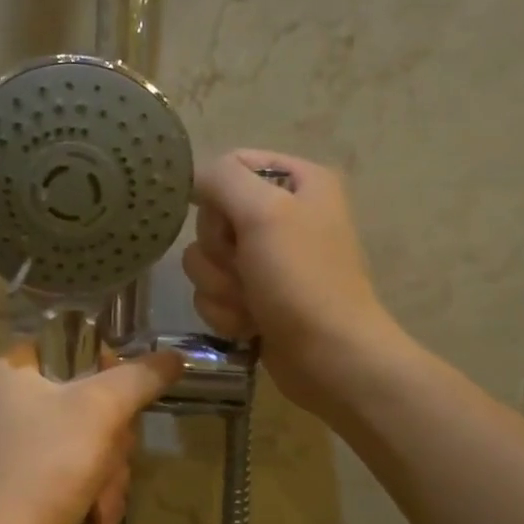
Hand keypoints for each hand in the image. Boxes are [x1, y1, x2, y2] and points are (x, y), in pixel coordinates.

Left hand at [0, 341, 184, 523]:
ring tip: (101, 498)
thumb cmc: (47, 465)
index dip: (106, 367)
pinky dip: (94, 492)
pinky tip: (96, 518)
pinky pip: (79, 469)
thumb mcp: (100, 410)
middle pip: (91, 397)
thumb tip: (175, 357)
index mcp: (11, 368)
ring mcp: (21, 443)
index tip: (122, 395)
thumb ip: (141, 377)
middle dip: (114, 438)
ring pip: (93, 438)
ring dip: (110, 471)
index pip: (73, 343)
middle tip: (111, 454)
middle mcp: (10, 400)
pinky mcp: (31, 479)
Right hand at [185, 150, 406, 420]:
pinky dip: (225, 312)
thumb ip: (222, 179)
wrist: (329, 357)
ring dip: (220, 288)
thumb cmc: (302, 280)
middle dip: (219, 253)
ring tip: (252, 304)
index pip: (229, 165)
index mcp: (297, 182)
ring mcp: (265, 261)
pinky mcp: (253, 298)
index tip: (229, 223)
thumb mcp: (264, 213)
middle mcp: (281, 215)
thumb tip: (193, 181)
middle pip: (210, 218)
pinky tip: (251, 325)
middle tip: (247, 269)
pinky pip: (210, 294)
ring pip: (203, 261)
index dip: (216, 196)